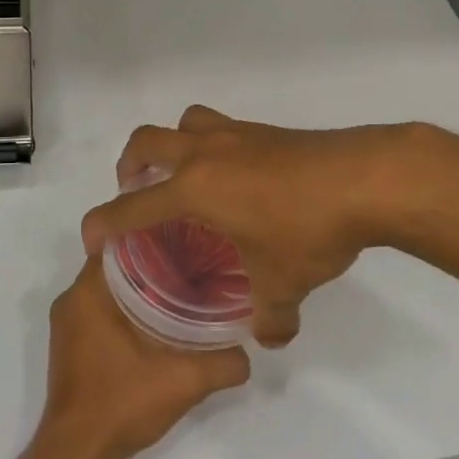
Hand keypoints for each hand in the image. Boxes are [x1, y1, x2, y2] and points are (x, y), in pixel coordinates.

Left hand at [38, 258, 249, 458]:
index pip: (121, 240)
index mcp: (88, 292)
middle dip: (153, 259)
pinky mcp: (70, 344)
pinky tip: (158, 319)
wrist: (77, 454)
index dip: (155, 234)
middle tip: (194, 261)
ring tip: (182, 286)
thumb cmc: (121, 405)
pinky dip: (127, 305)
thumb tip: (248, 351)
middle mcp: (72, 299)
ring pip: (109, 287)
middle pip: (117, 262)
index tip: (188, 237)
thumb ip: (223, 363)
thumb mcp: (184, 382)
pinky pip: (101, 308)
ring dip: (140, 285)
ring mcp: (68, 323)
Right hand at [80, 106, 413, 348]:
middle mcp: (206, 153)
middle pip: (145, 141)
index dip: (103, 224)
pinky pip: (223, 128)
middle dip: (129, 166)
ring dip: (172, 144)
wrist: (366, 178)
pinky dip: (214, 147)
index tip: (92, 239)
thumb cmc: (309, 229)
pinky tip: (239, 179)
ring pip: (185, 122)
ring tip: (185, 176)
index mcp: (194, 190)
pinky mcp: (267, 130)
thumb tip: (271, 337)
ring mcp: (237, 134)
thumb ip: (271, 317)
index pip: (131, 207)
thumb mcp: (284, 283)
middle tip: (138, 192)